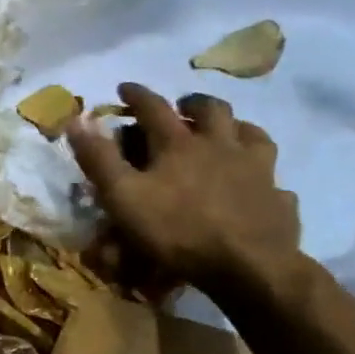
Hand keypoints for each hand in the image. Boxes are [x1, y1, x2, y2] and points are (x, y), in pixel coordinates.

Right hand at [66, 84, 301, 298]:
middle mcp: (221, 146)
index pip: (154, 107)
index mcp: (180, 143)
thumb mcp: (122, 195)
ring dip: (237, 127)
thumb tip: (76, 119)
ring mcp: (257, 170)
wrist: (248, 266)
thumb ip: (99, 158)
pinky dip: (264, 176)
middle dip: (193, 102)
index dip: (136, 95)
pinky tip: (260, 185)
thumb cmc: (176, 229)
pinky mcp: (278, 199)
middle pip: (212, 110)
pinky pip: (275, 180)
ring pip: (252, 134)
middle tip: (183, 105)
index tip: (124, 87)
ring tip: (228, 132)